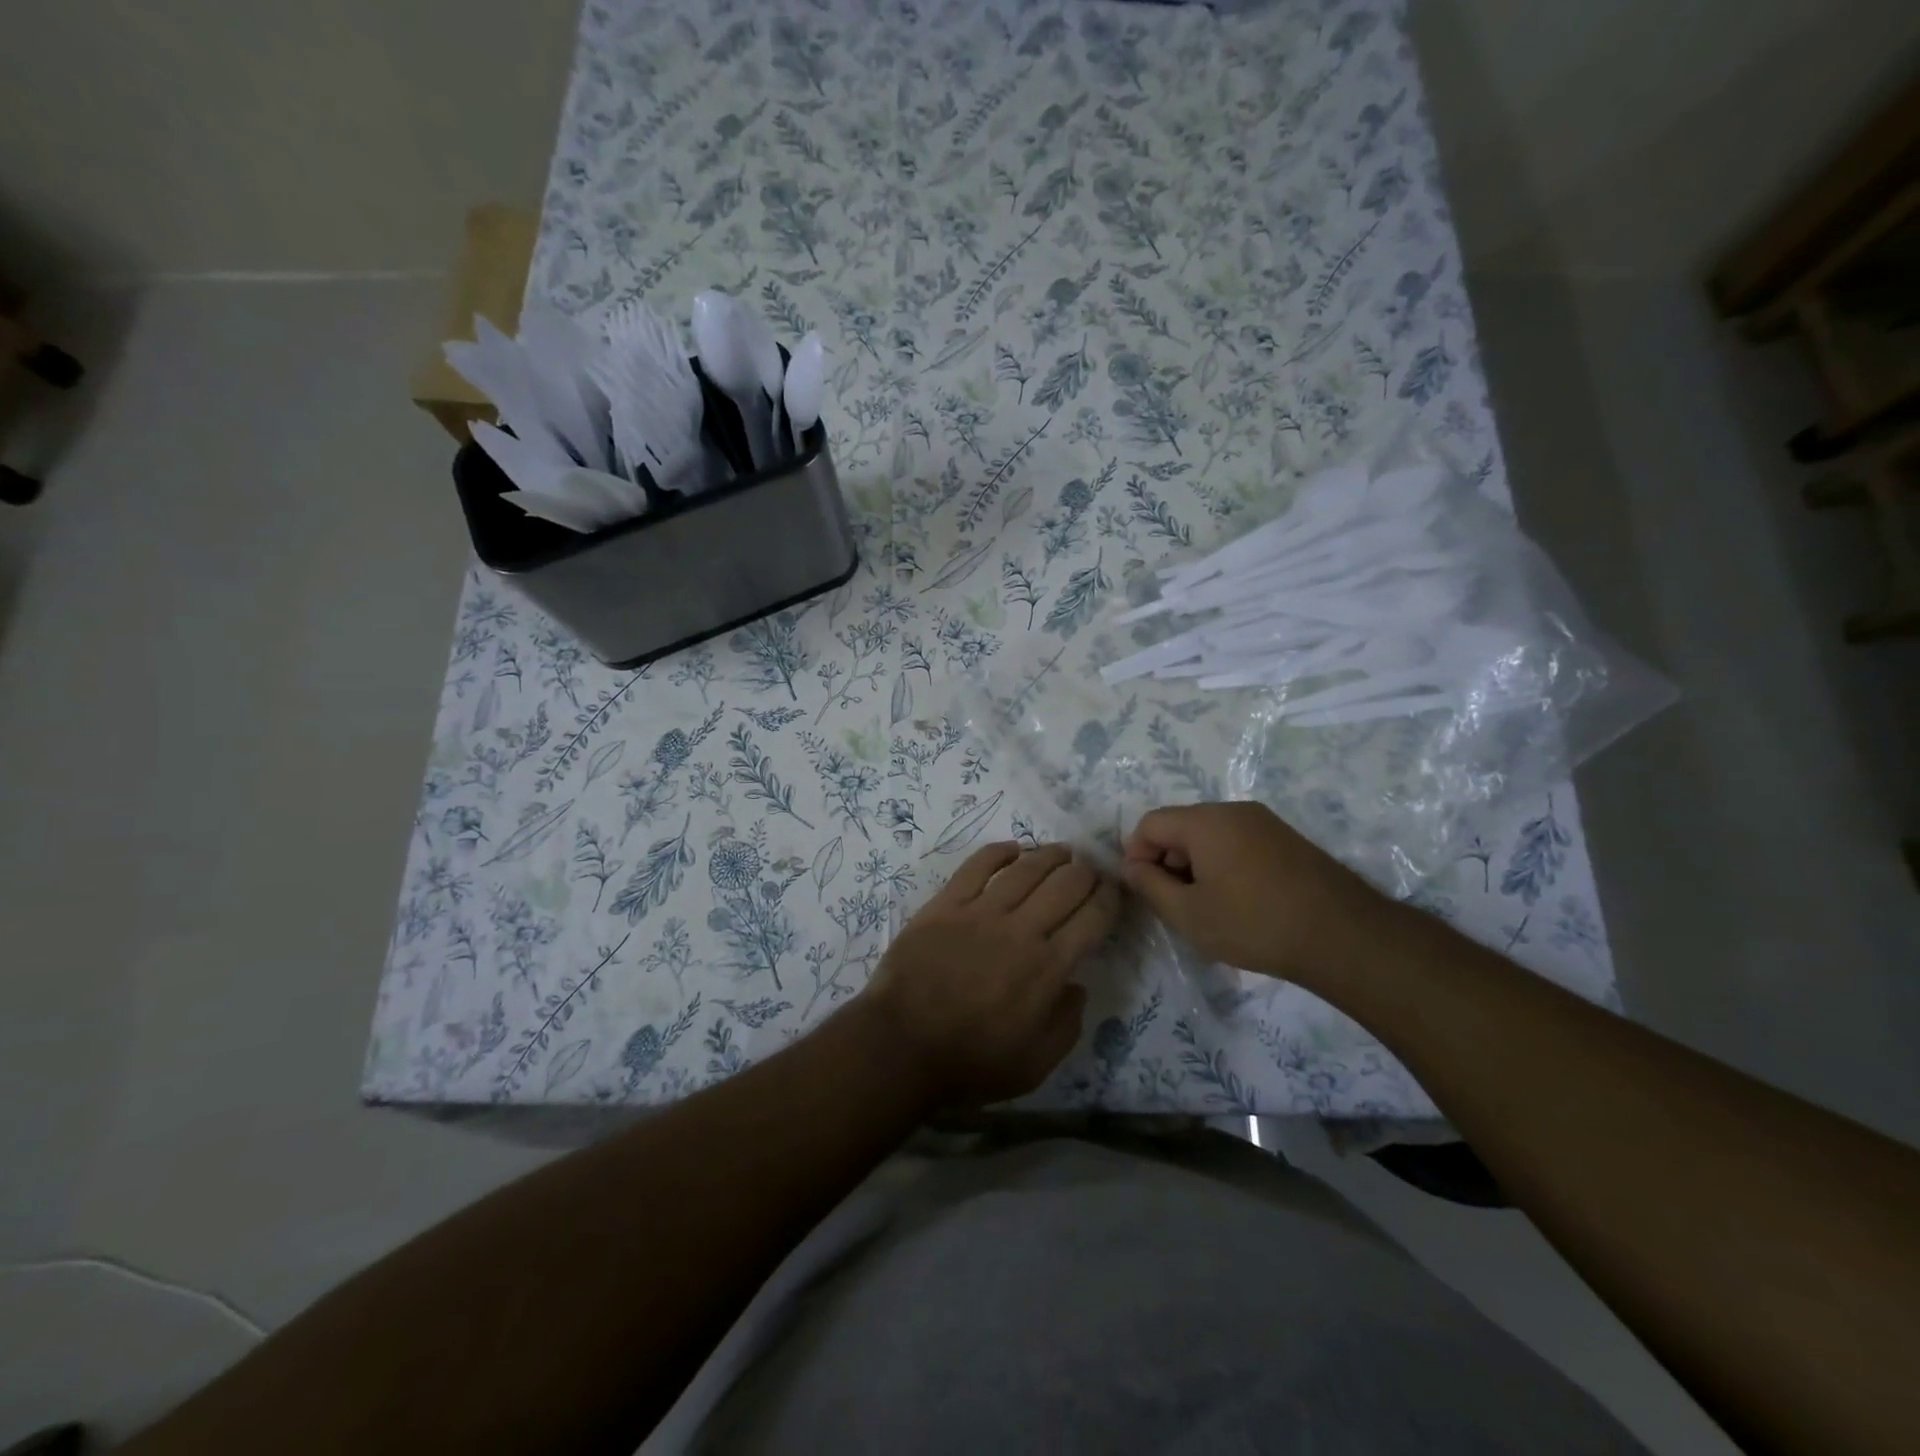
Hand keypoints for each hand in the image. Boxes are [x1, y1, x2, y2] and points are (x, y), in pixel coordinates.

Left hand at [862, 842, 1121, 1107]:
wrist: (900, 1046)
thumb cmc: (970, 1062)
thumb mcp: (1035, 1064)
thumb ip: (1067, 1025)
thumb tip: (1078, 986)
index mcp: (1047, 968)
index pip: (1091, 919)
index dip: (1108, 899)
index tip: (1114, 891)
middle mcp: (1021, 930)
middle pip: (1065, 885)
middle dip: (1086, 873)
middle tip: (1091, 870)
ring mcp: (981, 912)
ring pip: (1026, 869)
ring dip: (1050, 856)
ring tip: (1063, 852)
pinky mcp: (946, 904)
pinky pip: (978, 866)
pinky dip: (999, 852)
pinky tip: (1013, 849)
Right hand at [1121, 802, 1388, 984]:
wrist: (1343, 935)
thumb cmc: (1254, 924)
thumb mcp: (1189, 914)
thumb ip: (1150, 886)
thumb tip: (1131, 866)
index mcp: (1205, 821)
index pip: (1151, 823)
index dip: (1137, 854)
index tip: (1144, 890)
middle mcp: (1233, 810)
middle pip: (1181, 825)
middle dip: (1167, 860)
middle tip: (1174, 902)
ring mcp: (1264, 822)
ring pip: (1210, 834)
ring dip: (1195, 864)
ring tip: (1206, 905)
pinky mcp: (1286, 838)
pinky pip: (1237, 841)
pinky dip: (1223, 863)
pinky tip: (1237, 900)